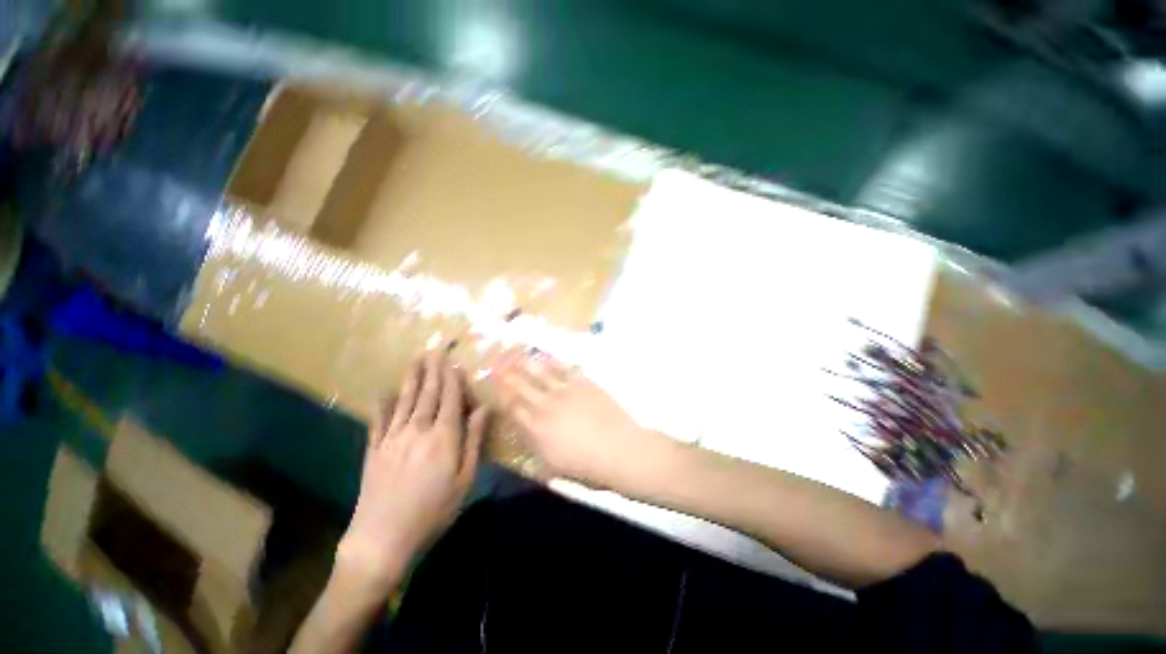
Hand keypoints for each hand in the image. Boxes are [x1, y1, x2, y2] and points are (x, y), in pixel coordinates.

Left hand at [337, 351, 487, 594]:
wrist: (382, 539)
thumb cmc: (433, 511)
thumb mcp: (465, 479)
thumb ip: (473, 440)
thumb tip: (483, 409)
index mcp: (443, 436)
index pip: (449, 398)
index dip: (452, 378)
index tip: (453, 361)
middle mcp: (417, 430)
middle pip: (427, 393)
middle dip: (432, 370)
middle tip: (434, 350)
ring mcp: (392, 438)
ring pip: (404, 401)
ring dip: (411, 378)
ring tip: (415, 360)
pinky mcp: (374, 450)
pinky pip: (379, 420)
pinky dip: (382, 404)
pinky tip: (383, 392)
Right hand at [494, 352, 662, 488]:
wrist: (620, 450)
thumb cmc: (587, 466)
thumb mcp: (554, 466)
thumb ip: (536, 448)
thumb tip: (525, 434)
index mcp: (537, 429)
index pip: (513, 409)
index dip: (502, 396)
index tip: (494, 387)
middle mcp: (546, 406)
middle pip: (522, 387)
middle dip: (508, 375)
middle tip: (497, 363)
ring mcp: (566, 391)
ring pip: (541, 374)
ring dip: (527, 364)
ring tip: (517, 355)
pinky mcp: (584, 383)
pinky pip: (565, 369)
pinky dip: (553, 362)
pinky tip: (547, 357)